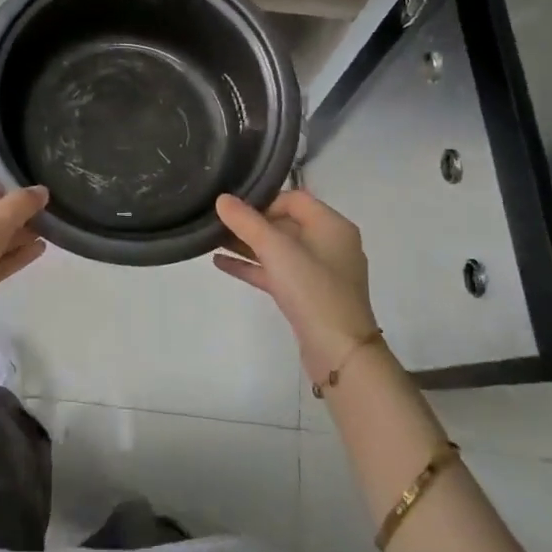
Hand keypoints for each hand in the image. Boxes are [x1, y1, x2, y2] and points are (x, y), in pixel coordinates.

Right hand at [215, 190, 376, 383]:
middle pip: (285, 223)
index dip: (264, 200)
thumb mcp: (276, 249)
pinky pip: (276, 273)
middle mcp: (329, 244)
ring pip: (278, 250)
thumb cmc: (313, 289)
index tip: (235, 209)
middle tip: (217, 221)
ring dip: (247, 244)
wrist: (340, 353)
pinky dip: (253, 267)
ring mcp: (320, 273)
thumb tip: (222, 199)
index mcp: (332, 225)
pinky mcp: (308, 297)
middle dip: (251, 223)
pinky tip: (221, 263)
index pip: (295, 199)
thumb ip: (247, 222)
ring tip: (212, 240)